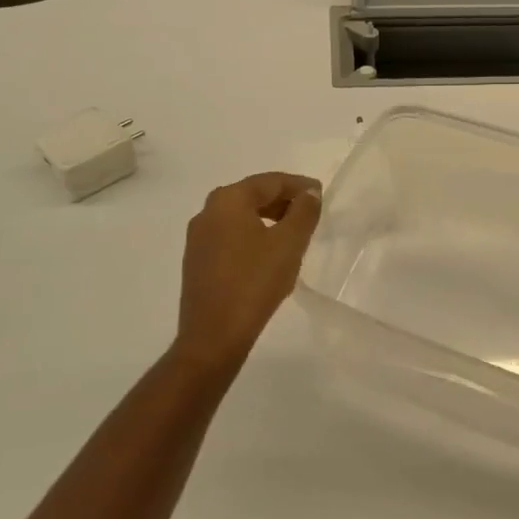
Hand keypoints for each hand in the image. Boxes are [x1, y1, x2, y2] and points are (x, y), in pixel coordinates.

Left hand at [175, 172, 321, 369]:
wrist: (213, 336)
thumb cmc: (254, 282)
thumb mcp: (289, 244)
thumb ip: (303, 212)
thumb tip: (309, 193)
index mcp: (228, 200)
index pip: (270, 181)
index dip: (298, 186)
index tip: (321, 194)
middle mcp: (208, 212)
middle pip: (252, 196)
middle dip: (283, 201)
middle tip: (310, 213)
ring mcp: (198, 238)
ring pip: (241, 217)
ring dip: (268, 219)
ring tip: (294, 234)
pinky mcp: (197, 262)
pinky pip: (230, 237)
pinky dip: (253, 237)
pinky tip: (269, 255)